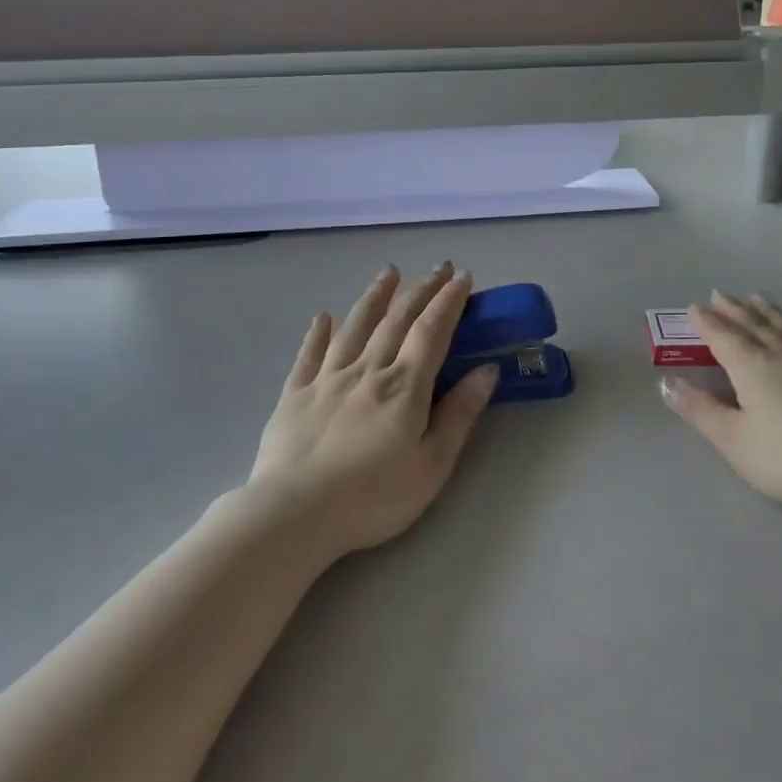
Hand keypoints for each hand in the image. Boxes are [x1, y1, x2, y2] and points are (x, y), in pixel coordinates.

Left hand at [249, 264, 495, 557]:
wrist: (294, 514)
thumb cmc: (373, 496)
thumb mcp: (432, 464)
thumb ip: (459, 414)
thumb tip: (487, 370)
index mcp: (405, 385)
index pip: (432, 330)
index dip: (449, 301)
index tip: (463, 277)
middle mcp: (368, 370)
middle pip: (397, 319)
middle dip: (421, 290)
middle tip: (438, 267)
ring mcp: (328, 378)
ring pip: (355, 326)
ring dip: (375, 296)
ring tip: (389, 272)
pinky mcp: (295, 394)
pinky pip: (310, 354)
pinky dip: (319, 332)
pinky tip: (324, 316)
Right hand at [661, 292, 781, 514]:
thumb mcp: (733, 439)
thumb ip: (699, 410)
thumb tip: (666, 382)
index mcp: (751, 366)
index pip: (723, 337)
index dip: (707, 323)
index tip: (694, 307)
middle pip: (753, 325)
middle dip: (734, 310)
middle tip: (720, 294)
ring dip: (767, 311)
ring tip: (758, 298)